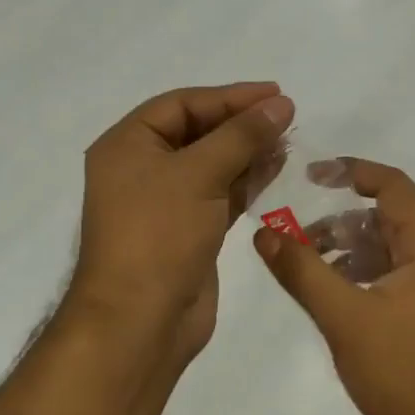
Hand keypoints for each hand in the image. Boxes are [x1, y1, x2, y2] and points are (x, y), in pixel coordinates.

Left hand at [70, 82, 294, 371]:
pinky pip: (218, 195)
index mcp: (127, 145)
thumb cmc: (159, 234)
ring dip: (247, 151)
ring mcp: (164, 203)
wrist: (140, 321)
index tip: (275, 93)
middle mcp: (141, 169)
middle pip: (196, 132)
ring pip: (211, 164)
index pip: (181, 105)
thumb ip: (241, 136)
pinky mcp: (186, 231)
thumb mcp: (199, 174)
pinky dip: (245, 182)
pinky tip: (275, 170)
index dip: (229, 97)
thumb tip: (280, 104)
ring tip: (288, 140)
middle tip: (286, 116)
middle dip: (240, 123)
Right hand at [253, 158, 414, 414]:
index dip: (350, 172)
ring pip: (394, 247)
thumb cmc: (405, 372)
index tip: (308, 176)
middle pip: (391, 217)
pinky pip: (402, 273)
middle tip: (300, 237)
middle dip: (342, 221)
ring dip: (353, 249)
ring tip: (312, 268)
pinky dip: (369, 272)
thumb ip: (302, 271)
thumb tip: (263, 233)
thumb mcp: (344, 318)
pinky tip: (339, 293)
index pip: (393, 185)